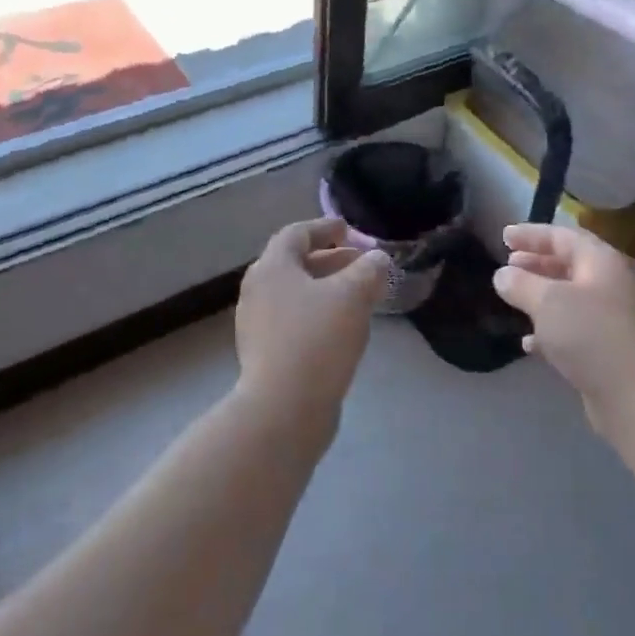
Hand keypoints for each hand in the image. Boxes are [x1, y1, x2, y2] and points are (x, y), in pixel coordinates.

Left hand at [235, 218, 389, 412]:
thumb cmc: (317, 339)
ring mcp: (257, 325)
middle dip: (331, 260)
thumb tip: (377, 258)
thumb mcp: (353, 296)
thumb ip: (369, 270)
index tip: (348, 229)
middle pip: (295, 264)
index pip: (296, 234)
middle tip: (361, 264)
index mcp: (272, 267)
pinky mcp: (264, 354)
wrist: (283, 408)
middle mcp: (257, 291)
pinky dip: (318, 313)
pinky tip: (342, 328)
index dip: (324, 227)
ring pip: (295, 294)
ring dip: (326, 288)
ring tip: (358, 296)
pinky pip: (294, 320)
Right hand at [492, 224, 634, 436]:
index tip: (504, 236)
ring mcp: (610, 317)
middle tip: (508, 263)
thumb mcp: (548, 302)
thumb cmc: (591, 335)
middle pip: (568, 264)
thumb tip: (503, 275)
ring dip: (540, 295)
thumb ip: (521, 284)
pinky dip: (549, 329)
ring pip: (569, 296)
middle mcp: (609, 283)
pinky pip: (572, 328)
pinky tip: (528, 342)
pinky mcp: (605, 347)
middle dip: (536, 262)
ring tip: (512, 296)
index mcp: (600, 262)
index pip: (563, 236)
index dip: (532, 234)